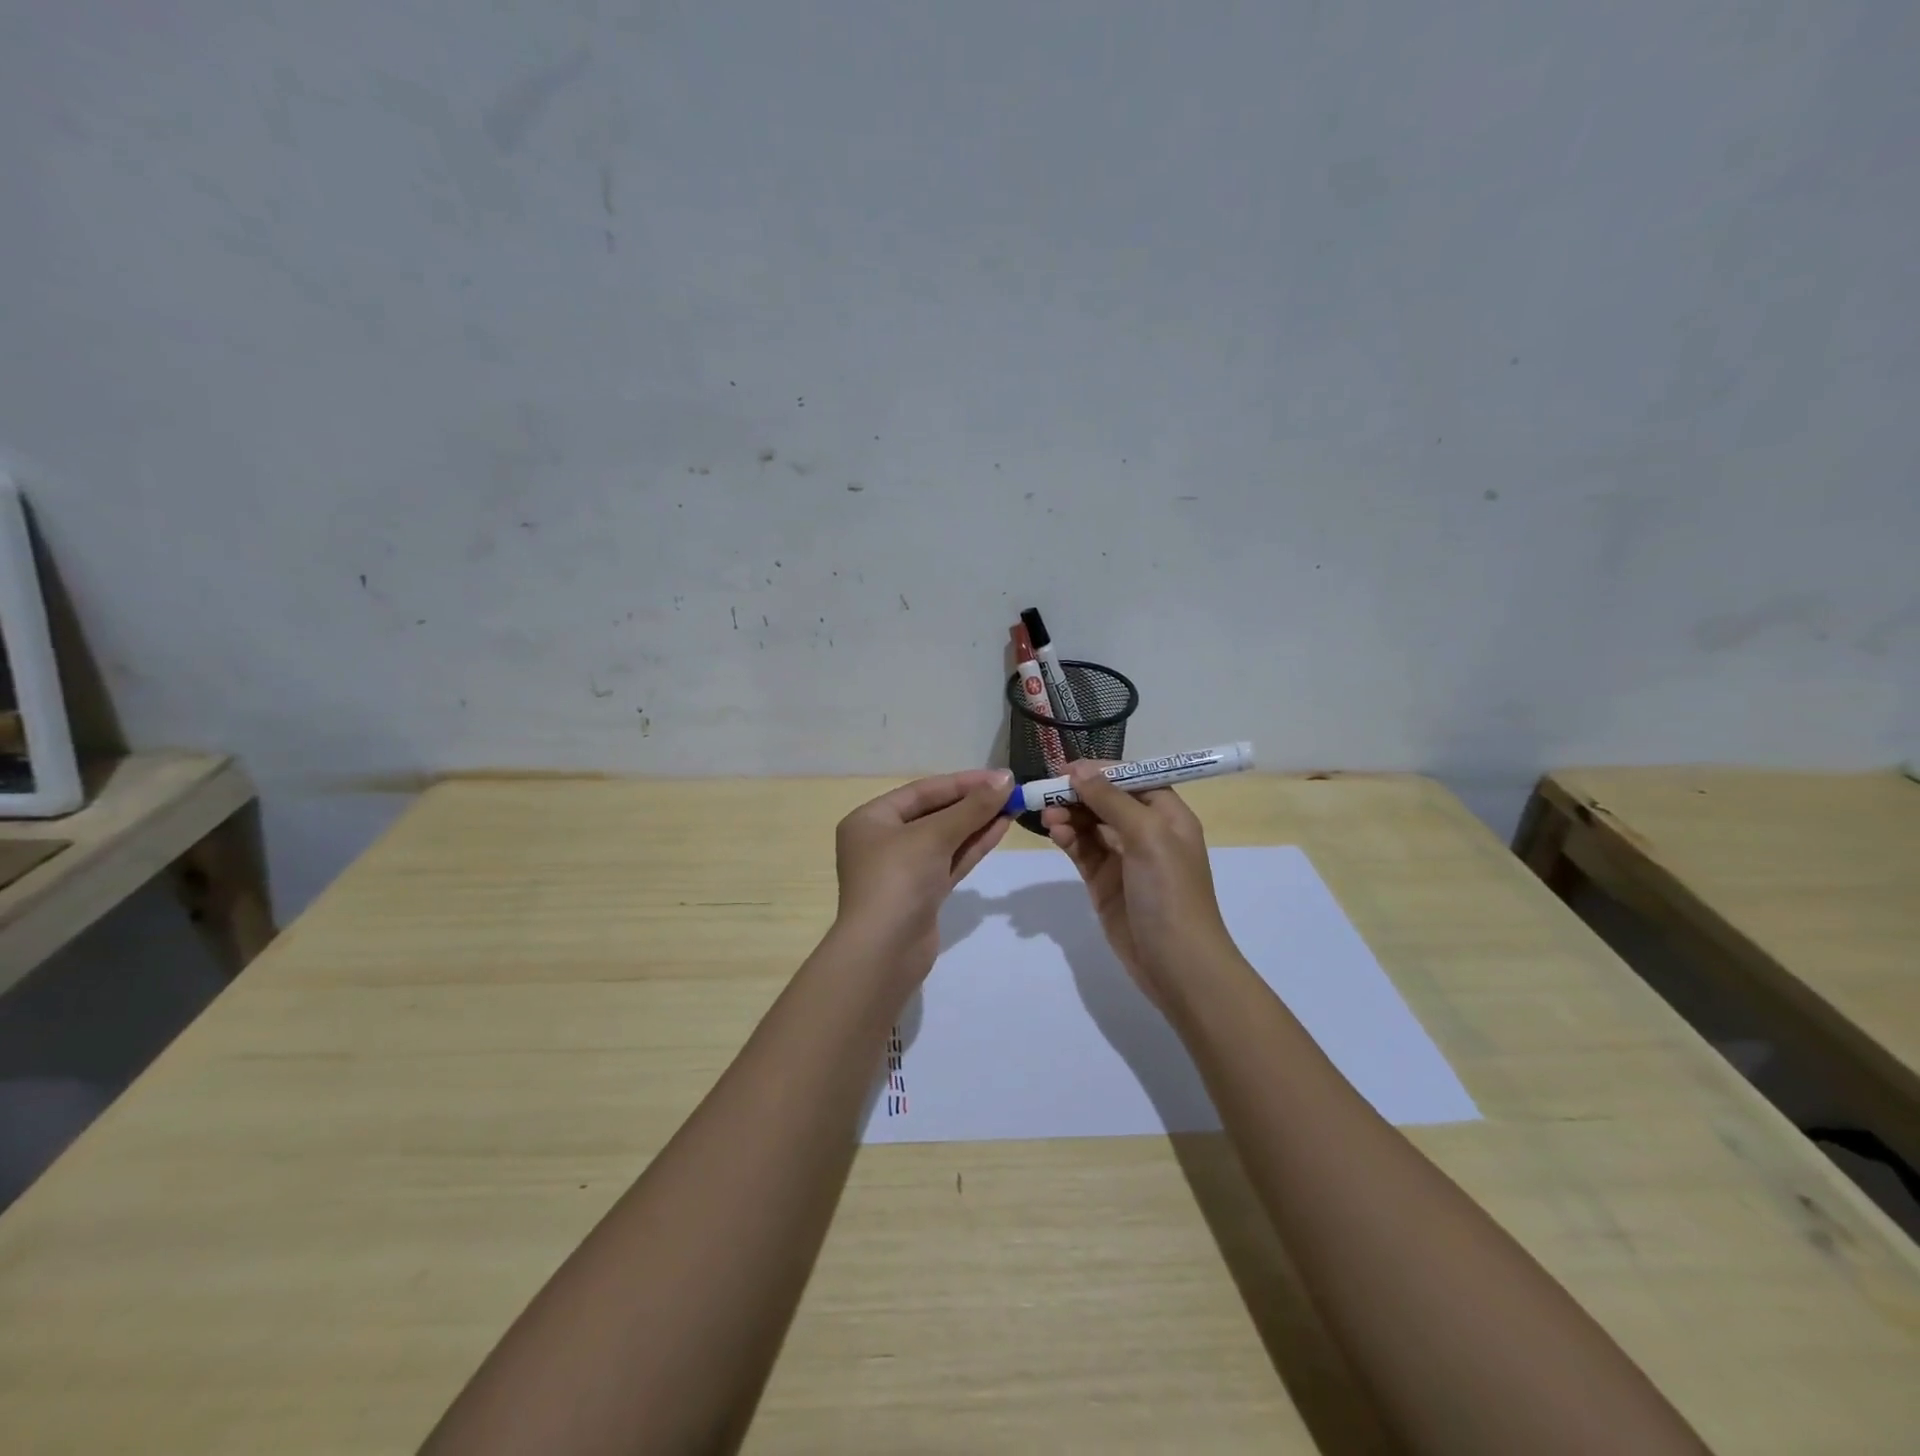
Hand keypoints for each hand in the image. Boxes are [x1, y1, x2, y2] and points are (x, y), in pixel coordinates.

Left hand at [833, 768, 1013, 986]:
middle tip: (1010, 791)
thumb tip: (1004, 780)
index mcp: (871, 819)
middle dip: (972, 803)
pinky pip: (950, 861)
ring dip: (977, 823)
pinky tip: (1000, 829)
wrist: (883, 952)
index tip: (1000, 776)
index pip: (922, 791)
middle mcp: (883, 841)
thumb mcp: (933, 836)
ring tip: (1012, 806)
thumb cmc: (898, 879)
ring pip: (945, 838)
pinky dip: (973, 845)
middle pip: (933, 813)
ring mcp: (903, 870)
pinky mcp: (922, 893)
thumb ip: (971, 808)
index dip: (963, 782)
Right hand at [1040, 764, 1233, 1005]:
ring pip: (1090, 824)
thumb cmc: (1169, 891)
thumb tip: (1079, 769)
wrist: (1176, 964)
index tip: (1066, 768)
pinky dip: (1068, 838)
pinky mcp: (1104, 881)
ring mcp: (1124, 858)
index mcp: (1168, 815)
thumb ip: (1111, 800)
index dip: (1100, 770)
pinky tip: (1055, 833)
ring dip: (1069, 815)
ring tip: (1048, 816)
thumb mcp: (1146, 835)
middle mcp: (1147, 831)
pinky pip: (1082, 850)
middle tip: (1047, 793)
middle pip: (1106, 800)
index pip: (1131, 778)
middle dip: (1078, 794)